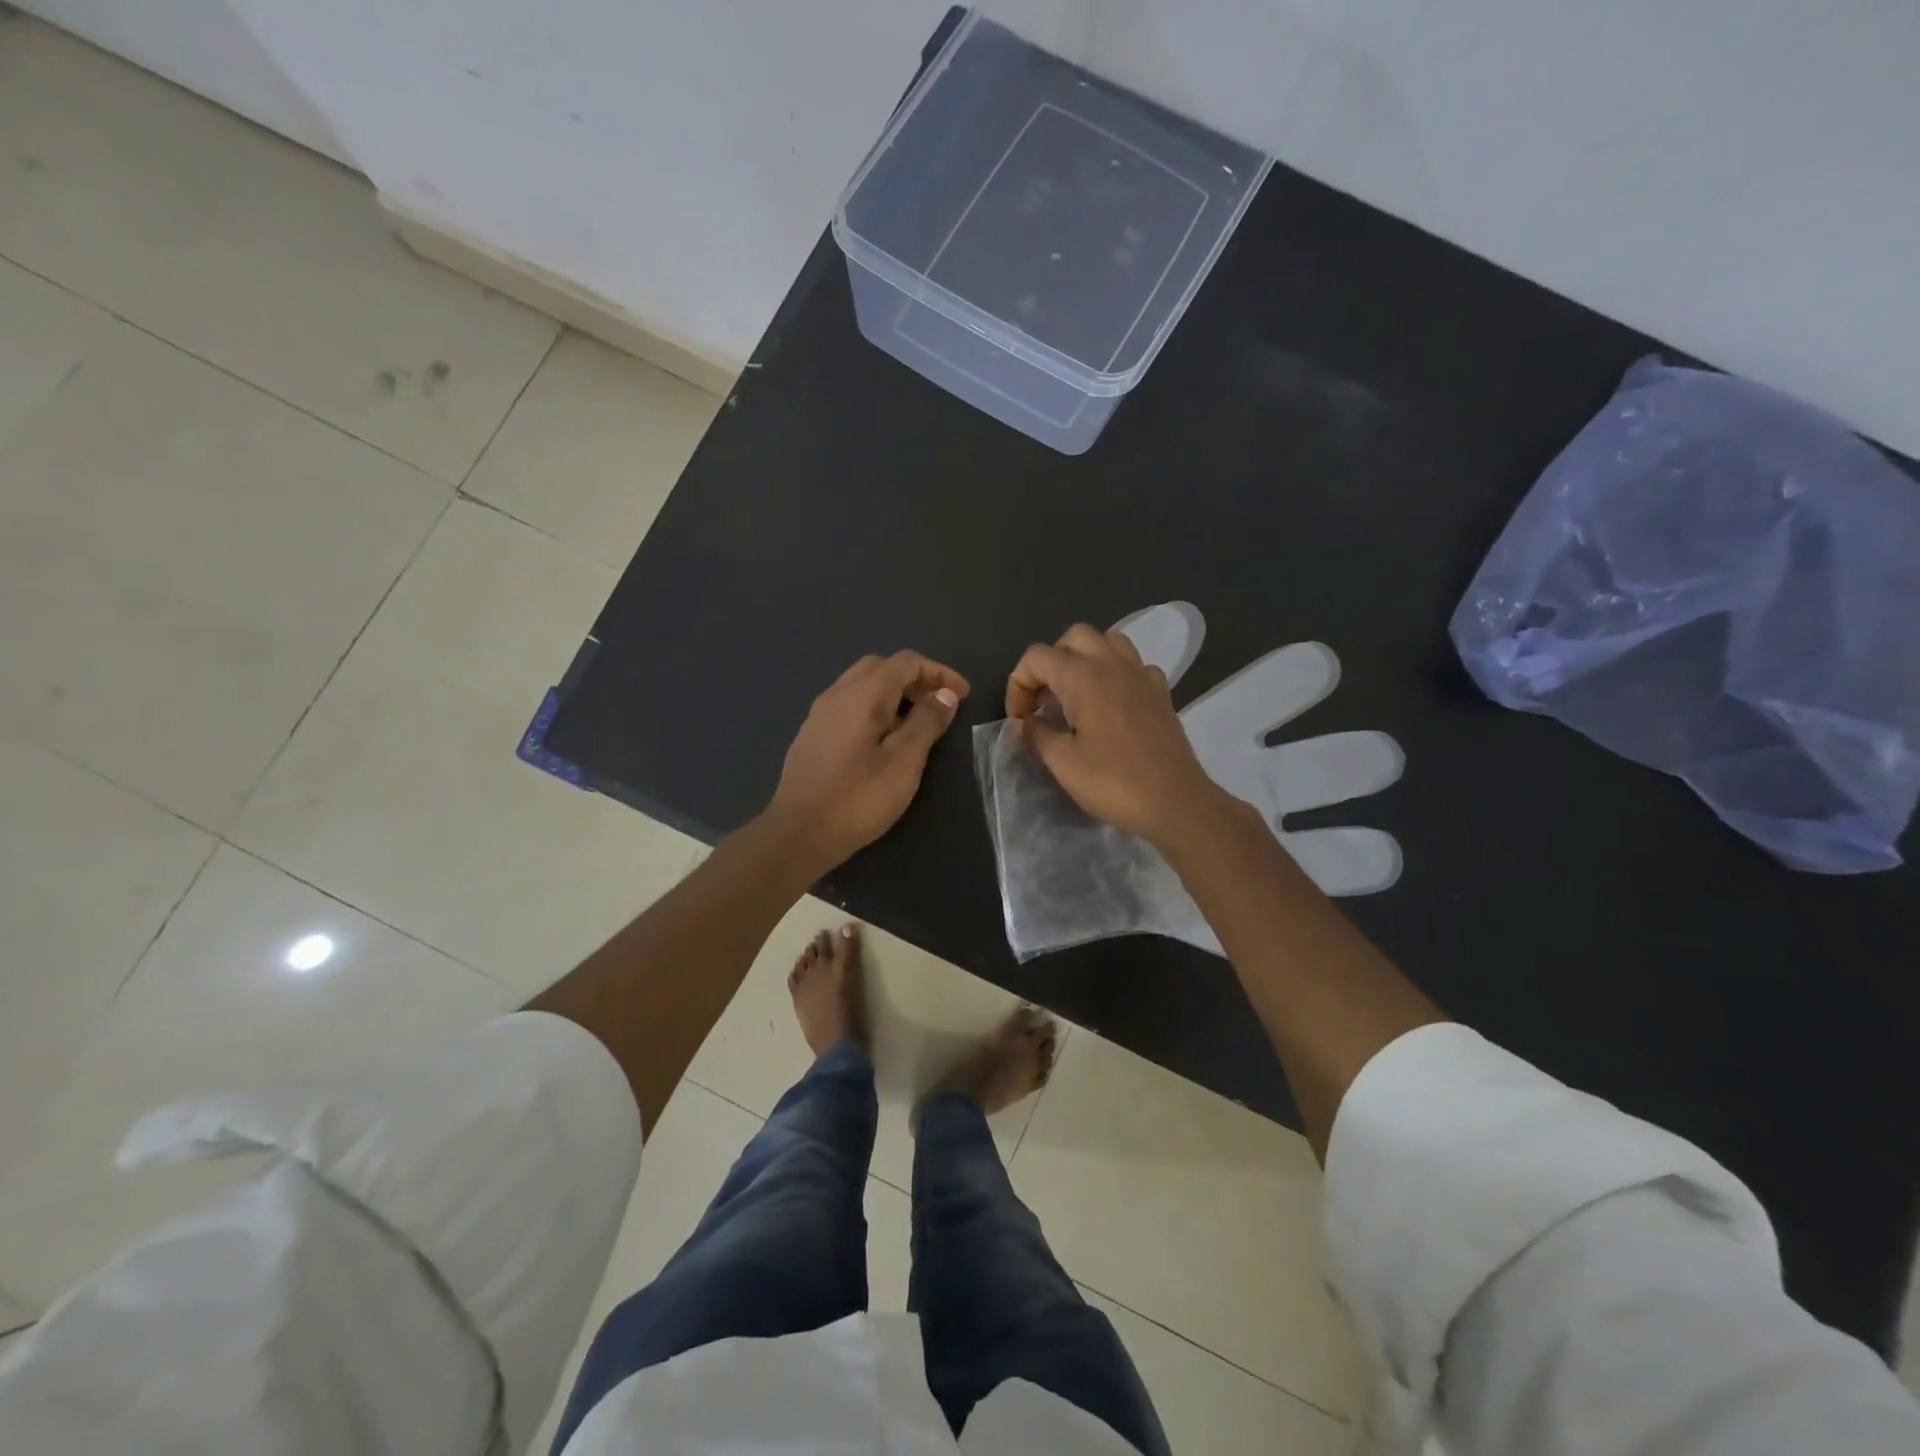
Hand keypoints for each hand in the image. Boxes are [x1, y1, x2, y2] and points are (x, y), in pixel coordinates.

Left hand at [767, 651, 968, 865]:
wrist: (799, 833)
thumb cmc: (858, 797)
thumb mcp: (904, 761)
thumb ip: (927, 721)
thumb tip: (945, 694)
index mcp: (862, 693)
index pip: (906, 661)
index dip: (939, 672)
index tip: (963, 696)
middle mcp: (837, 693)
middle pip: (881, 667)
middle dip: (915, 679)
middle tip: (938, 706)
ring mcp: (820, 714)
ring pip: (862, 686)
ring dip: (893, 694)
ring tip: (916, 724)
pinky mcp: (812, 735)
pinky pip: (848, 706)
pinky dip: (874, 709)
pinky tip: (883, 740)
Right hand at [1006, 624, 1230, 847]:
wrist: (1176, 802)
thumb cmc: (1114, 782)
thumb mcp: (1063, 763)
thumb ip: (1036, 734)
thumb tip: (1024, 722)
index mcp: (1082, 677)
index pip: (1036, 657)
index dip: (1018, 684)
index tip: (1020, 719)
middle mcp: (1112, 664)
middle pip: (1073, 637)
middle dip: (1051, 662)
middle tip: (1044, 700)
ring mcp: (1142, 674)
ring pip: (1107, 642)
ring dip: (1085, 659)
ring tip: (1075, 694)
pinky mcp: (1161, 692)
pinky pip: (1134, 665)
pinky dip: (1116, 674)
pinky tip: (1111, 704)